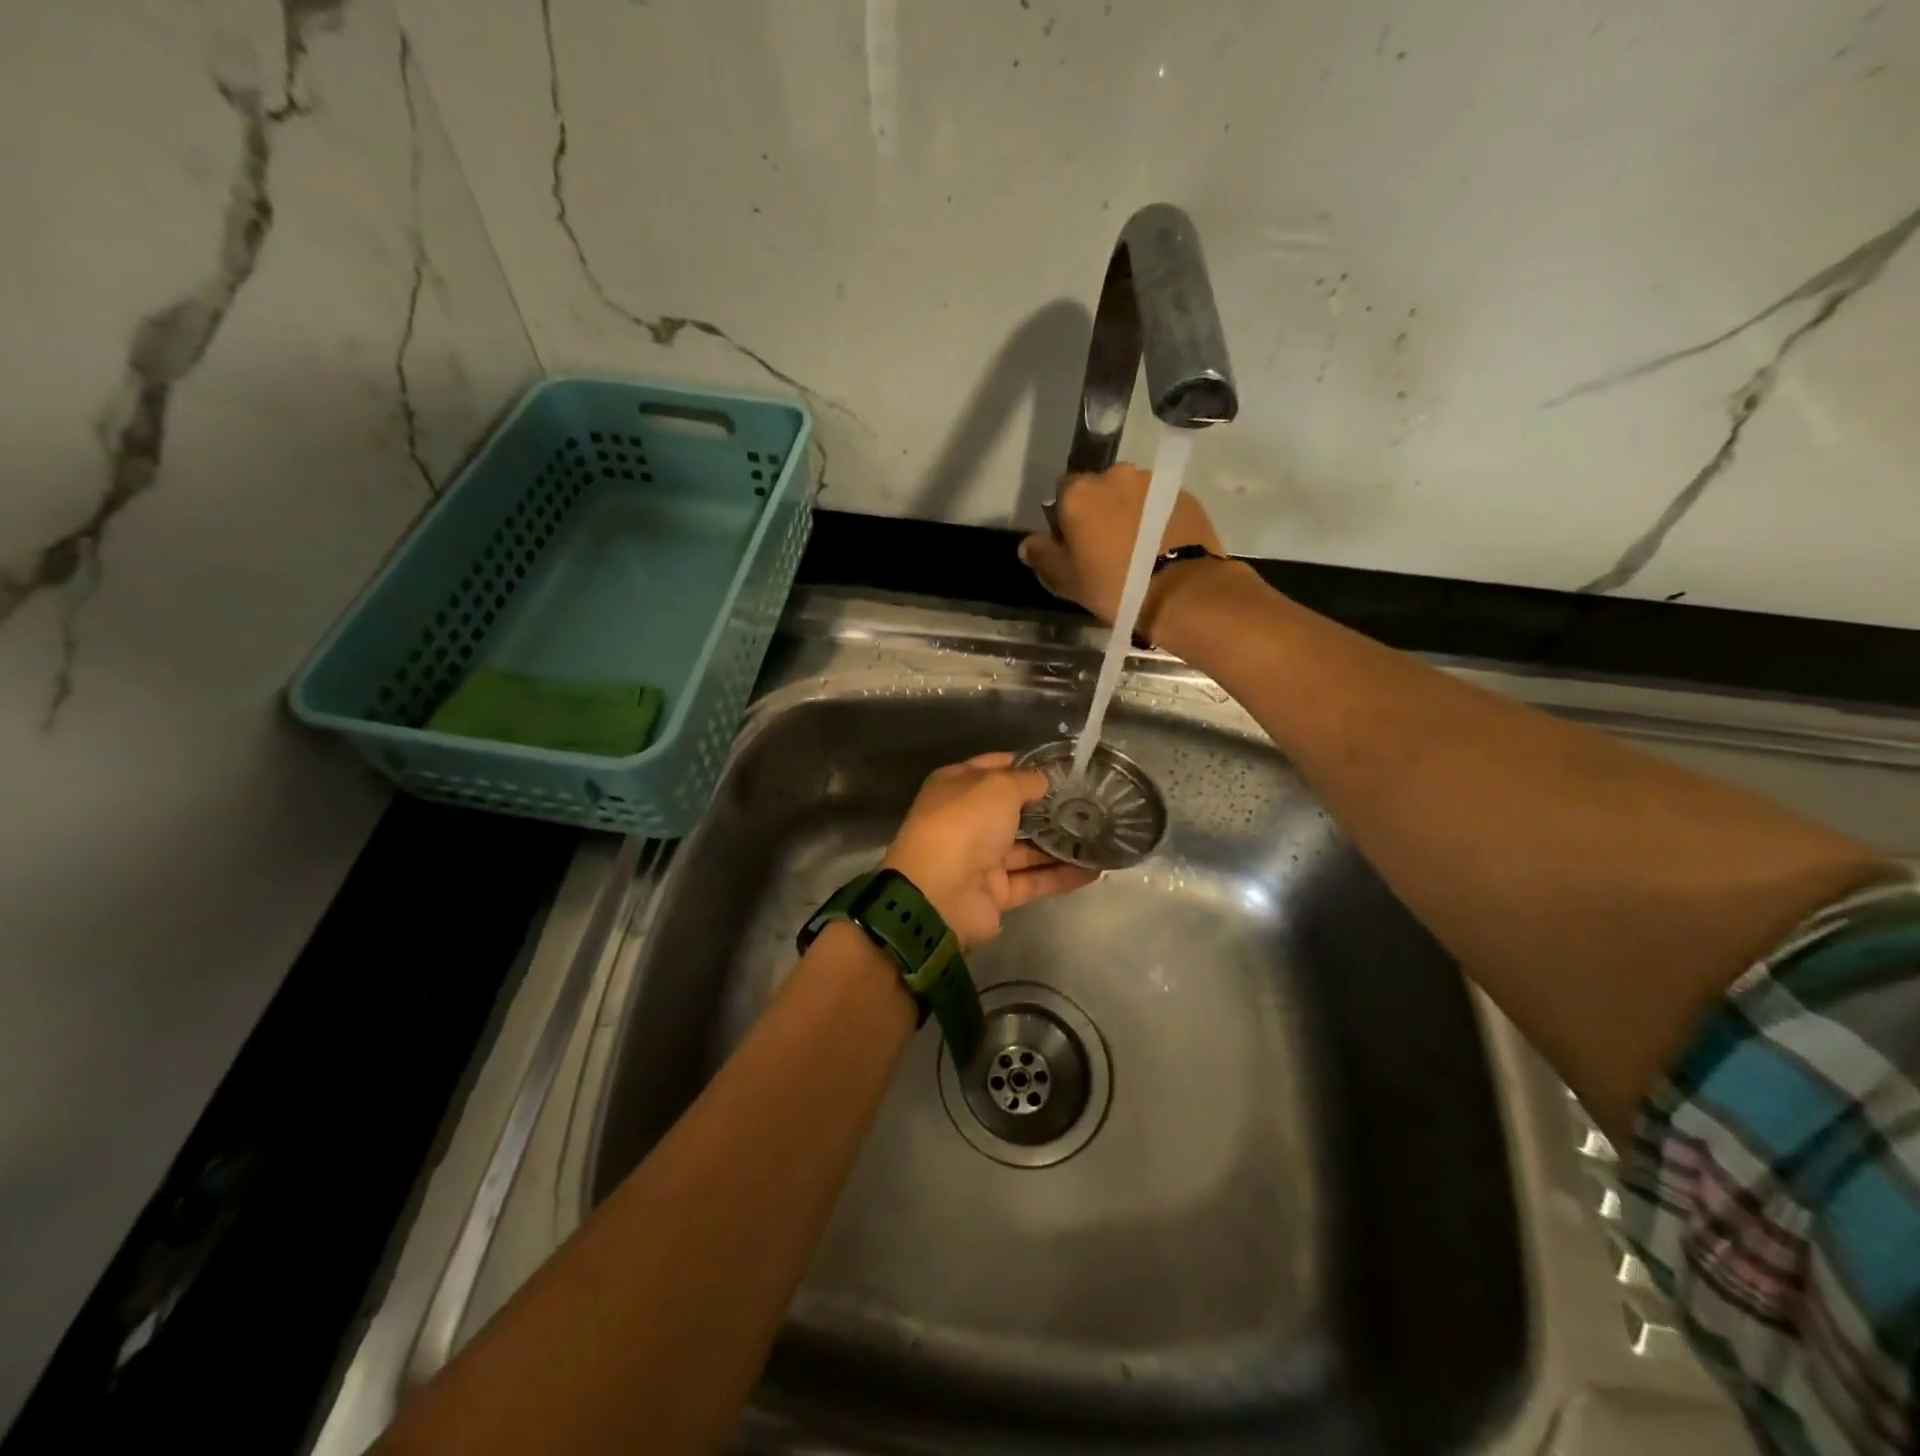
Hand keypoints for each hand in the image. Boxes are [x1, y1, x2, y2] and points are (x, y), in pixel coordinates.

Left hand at [881, 754, 1098, 948]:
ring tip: (1100, 834)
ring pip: (1026, 848)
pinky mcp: (995, 892)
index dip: (1027, 765)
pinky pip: (1033, 880)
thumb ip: (1025, 781)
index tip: (1064, 767)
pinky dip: (1061, 876)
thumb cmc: (964, 825)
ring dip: (1060, 843)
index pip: (995, 768)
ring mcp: (980, 859)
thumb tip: (1043, 781)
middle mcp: (967, 821)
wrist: (938, 895)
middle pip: (1013, 810)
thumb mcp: (997, 787)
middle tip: (1090, 801)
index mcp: (956, 787)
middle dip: (1048, 806)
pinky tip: (1094, 869)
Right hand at [1018, 464, 1225, 627]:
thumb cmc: (1113, 585)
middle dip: (1100, 510)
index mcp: (1079, 493)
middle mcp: (1115, 476)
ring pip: (1132, 495)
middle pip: (1100, 489)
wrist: (1180, 591)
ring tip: (1138, 548)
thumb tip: (1027, 544)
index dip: (1065, 516)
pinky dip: (1156, 519)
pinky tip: (1160, 547)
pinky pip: (1159, 504)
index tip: (1073, 543)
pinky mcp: (1183, 495)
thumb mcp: (1067, 580)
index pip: (1062, 491)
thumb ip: (1043, 556)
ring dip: (1130, 513)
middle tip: (1106, 548)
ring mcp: (1153, 482)